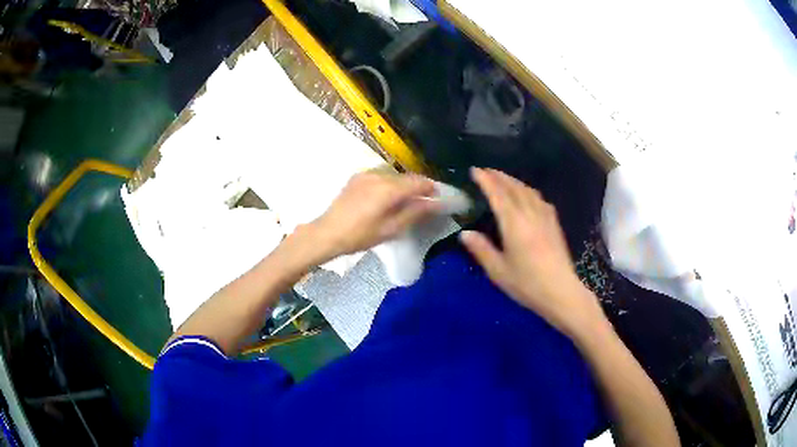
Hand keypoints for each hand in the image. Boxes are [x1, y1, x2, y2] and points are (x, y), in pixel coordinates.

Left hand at [308, 169, 439, 258]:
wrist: (327, 233)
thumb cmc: (360, 235)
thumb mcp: (391, 229)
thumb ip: (414, 213)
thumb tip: (435, 203)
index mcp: (389, 189)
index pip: (418, 182)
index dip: (431, 188)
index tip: (438, 197)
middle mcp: (379, 175)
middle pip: (406, 177)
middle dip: (418, 186)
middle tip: (424, 201)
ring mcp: (366, 174)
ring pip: (394, 175)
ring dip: (403, 185)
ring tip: (405, 201)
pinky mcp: (357, 177)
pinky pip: (381, 176)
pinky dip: (390, 183)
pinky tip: (387, 197)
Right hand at [460, 168, 605, 338]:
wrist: (561, 292)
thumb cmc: (527, 284)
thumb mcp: (498, 271)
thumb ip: (481, 249)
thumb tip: (464, 233)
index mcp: (514, 223)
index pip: (497, 194)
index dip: (485, 180)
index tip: (475, 170)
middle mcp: (530, 214)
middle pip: (514, 187)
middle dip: (499, 176)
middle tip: (486, 171)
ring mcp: (545, 217)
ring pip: (528, 190)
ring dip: (514, 181)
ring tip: (504, 179)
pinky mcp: (555, 224)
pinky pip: (539, 199)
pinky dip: (528, 191)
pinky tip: (528, 196)